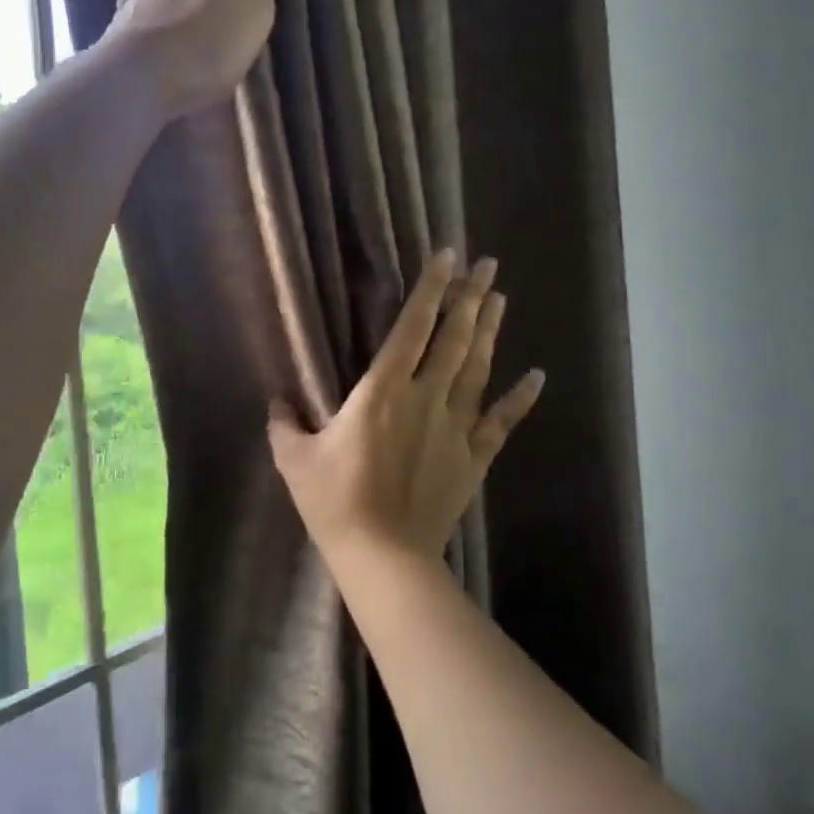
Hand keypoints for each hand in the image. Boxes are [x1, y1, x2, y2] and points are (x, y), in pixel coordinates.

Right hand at [269, 250, 545, 563]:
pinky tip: (536, 375)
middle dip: (471, 297)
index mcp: (382, 391)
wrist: (383, 557)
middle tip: (487, 263)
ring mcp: (455, 427)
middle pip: (454, 339)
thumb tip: (277, 402)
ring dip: (490, 331)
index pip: (412, 328)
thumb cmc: (334, 503)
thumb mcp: (295, 460)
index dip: (431, 289)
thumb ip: (284, 424)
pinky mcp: (473, 458)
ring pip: (478, 369)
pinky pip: (501, 422)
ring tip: (501, 297)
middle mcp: (425, 398)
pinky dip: (520, 398)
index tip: (447, 257)